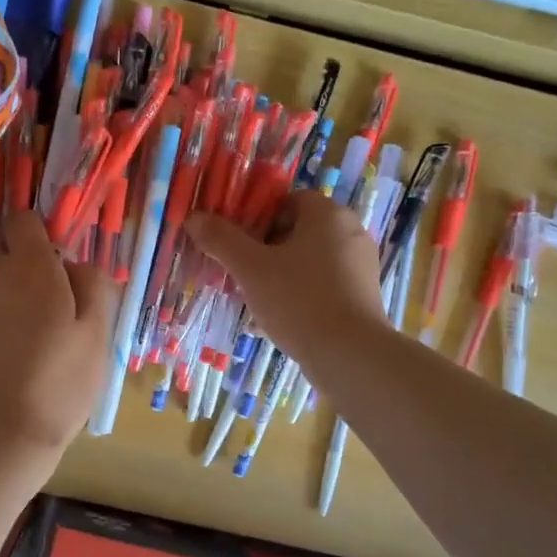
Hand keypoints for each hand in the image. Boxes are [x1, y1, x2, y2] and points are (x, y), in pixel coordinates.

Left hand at [0, 211, 118, 455]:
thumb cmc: (60, 382)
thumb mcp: (97, 334)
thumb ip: (91, 285)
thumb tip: (75, 264)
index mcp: (31, 267)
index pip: (23, 219)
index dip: (39, 231)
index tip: (55, 260)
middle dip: (18, 261)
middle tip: (44, 301)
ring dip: (2, 295)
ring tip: (23, 341)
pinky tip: (0, 361)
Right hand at [187, 193, 383, 363]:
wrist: (349, 355)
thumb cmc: (299, 300)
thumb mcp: (251, 268)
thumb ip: (222, 239)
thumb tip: (194, 217)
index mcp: (328, 214)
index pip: (286, 201)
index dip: (255, 218)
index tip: (233, 242)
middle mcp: (350, 233)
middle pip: (295, 232)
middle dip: (262, 250)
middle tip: (237, 272)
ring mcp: (360, 267)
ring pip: (306, 262)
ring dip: (277, 275)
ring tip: (250, 299)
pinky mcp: (361, 297)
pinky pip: (321, 286)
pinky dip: (298, 295)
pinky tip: (275, 319)